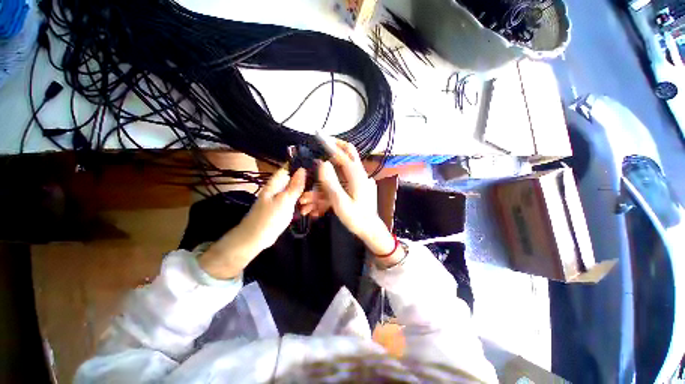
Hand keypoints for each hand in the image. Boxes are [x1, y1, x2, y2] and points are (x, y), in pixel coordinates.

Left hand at [199, 168, 305, 278]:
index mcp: (276, 183)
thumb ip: (295, 186)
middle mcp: (279, 188)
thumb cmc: (270, 218)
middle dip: (307, 185)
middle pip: (295, 180)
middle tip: (318, 192)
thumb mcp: (285, 200)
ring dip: (305, 196)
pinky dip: (302, 204)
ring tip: (315, 203)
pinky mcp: (283, 207)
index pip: (289, 168)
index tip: (316, 171)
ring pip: (297, 192)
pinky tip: (309, 209)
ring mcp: (281, 198)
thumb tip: (303, 169)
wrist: (255, 238)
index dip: (302, 167)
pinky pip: (295, 201)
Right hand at [314, 140, 396, 258]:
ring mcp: (358, 180)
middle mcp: (359, 174)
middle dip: (336, 147)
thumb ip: (331, 182)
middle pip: (349, 154)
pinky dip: (332, 182)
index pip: (343, 155)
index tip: (319, 137)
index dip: (331, 145)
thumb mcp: (340, 202)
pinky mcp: (356, 186)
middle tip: (324, 144)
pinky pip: (343, 179)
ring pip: (343, 168)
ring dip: (329, 171)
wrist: (370, 230)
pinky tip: (321, 195)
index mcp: (356, 176)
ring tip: (317, 177)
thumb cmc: (356, 218)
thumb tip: (322, 163)